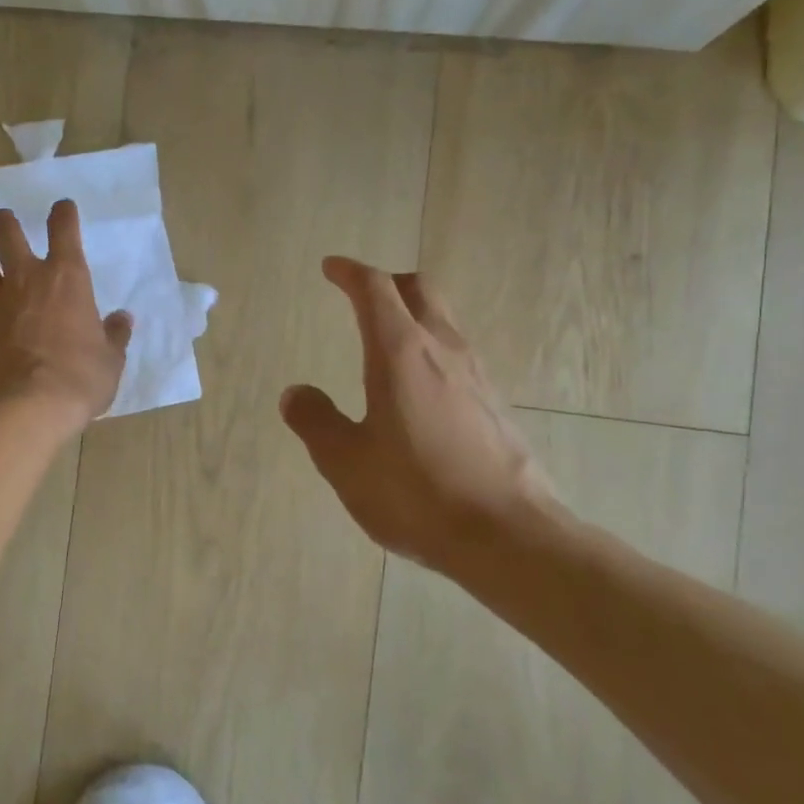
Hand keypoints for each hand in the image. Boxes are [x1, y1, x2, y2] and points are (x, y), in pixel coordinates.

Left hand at [0, 200, 131, 429]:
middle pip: (6, 232)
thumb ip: (114, 335)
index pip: (63, 229)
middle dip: (5, 222)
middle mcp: (26, 280)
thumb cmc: (81, 377)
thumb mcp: (111, 359)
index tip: (62, 208)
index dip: (63, 214)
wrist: (30, 407)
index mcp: (67, 278)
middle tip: (4, 220)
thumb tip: (122, 320)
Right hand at [280, 257, 557, 575]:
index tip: (332, 268)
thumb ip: (316, 422)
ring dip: (414, 315)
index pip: (375, 290)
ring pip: (444, 320)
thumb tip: (296, 393)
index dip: (350, 272)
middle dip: (388, 283)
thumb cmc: (417, 493)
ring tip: (388, 340)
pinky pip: (459, 355)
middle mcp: (443, 350)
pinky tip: (422, 388)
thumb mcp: (347, 462)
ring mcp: (477, 375)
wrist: (507, 535)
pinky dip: (433, 349)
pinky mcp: (496, 403)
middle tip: (362, 295)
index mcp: (400, 353)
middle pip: (419, 290)